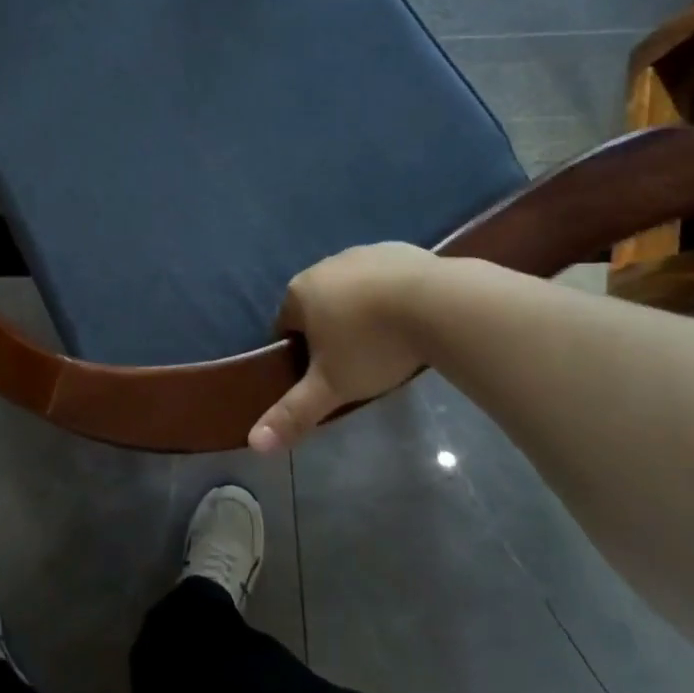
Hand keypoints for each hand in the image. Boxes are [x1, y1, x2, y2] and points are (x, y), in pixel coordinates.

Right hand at [249, 243, 437, 451]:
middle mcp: (325, 265)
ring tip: (390, 341)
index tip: (326, 374)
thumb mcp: (331, 387)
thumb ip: (293, 413)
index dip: (302, 352)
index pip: (286, 325)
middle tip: (359, 361)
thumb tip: (253, 443)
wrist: (440, 305)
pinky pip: (387, 276)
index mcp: (300, 292)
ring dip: (363, 310)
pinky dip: (393, 294)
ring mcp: (364, 252)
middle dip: (332, 329)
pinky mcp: (401, 249)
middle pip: (319, 304)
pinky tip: (413, 318)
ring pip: (354, 288)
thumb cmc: (373, 345)